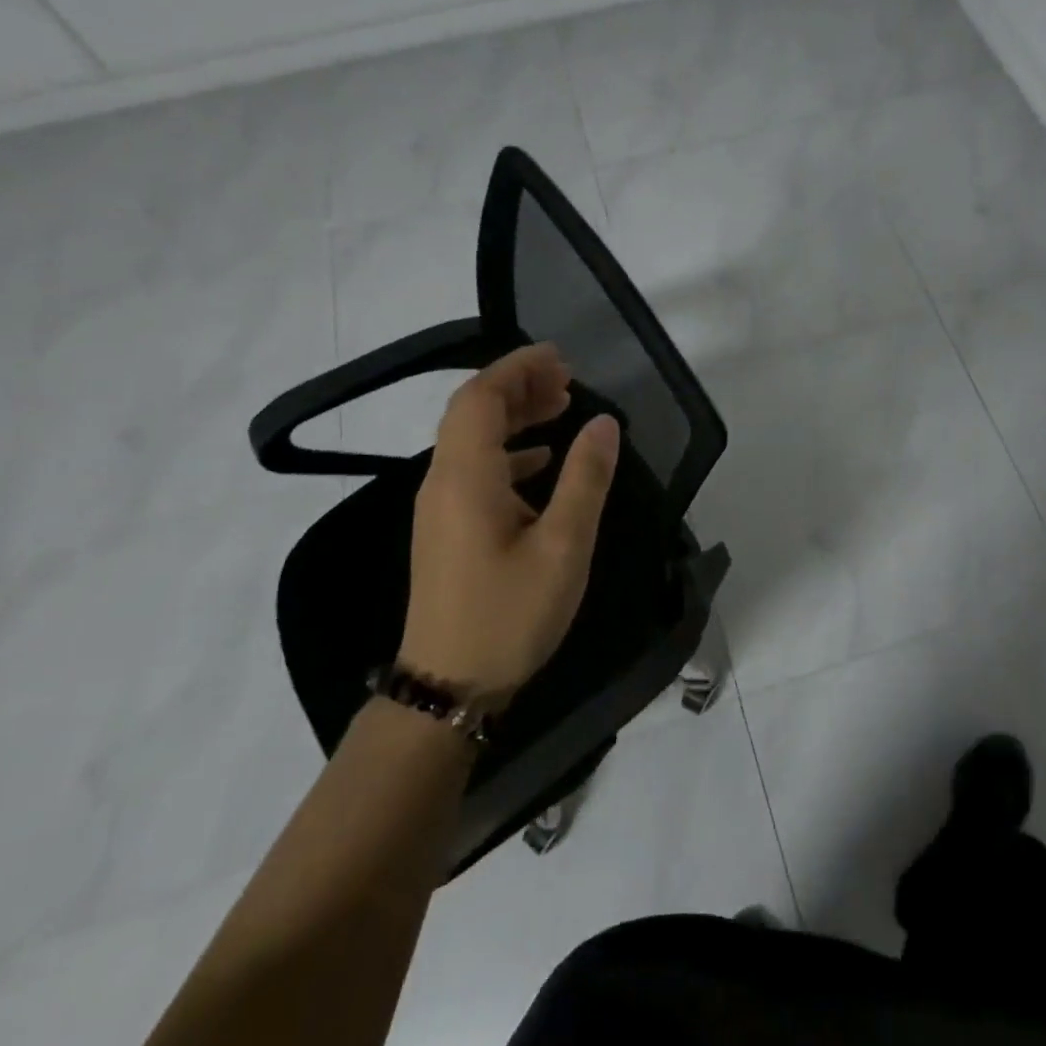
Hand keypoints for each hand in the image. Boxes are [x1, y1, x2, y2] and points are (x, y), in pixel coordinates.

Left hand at [400, 343, 620, 702]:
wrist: (448, 687)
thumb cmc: (509, 614)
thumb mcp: (563, 546)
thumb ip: (585, 479)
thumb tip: (604, 423)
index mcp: (466, 476)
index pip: (481, 397)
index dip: (517, 367)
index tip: (560, 357)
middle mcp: (443, 481)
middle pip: (472, 412)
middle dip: (518, 386)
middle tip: (568, 380)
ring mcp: (440, 507)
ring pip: (472, 439)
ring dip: (513, 416)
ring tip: (561, 408)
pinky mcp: (446, 529)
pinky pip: (474, 468)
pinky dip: (508, 451)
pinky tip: (541, 462)